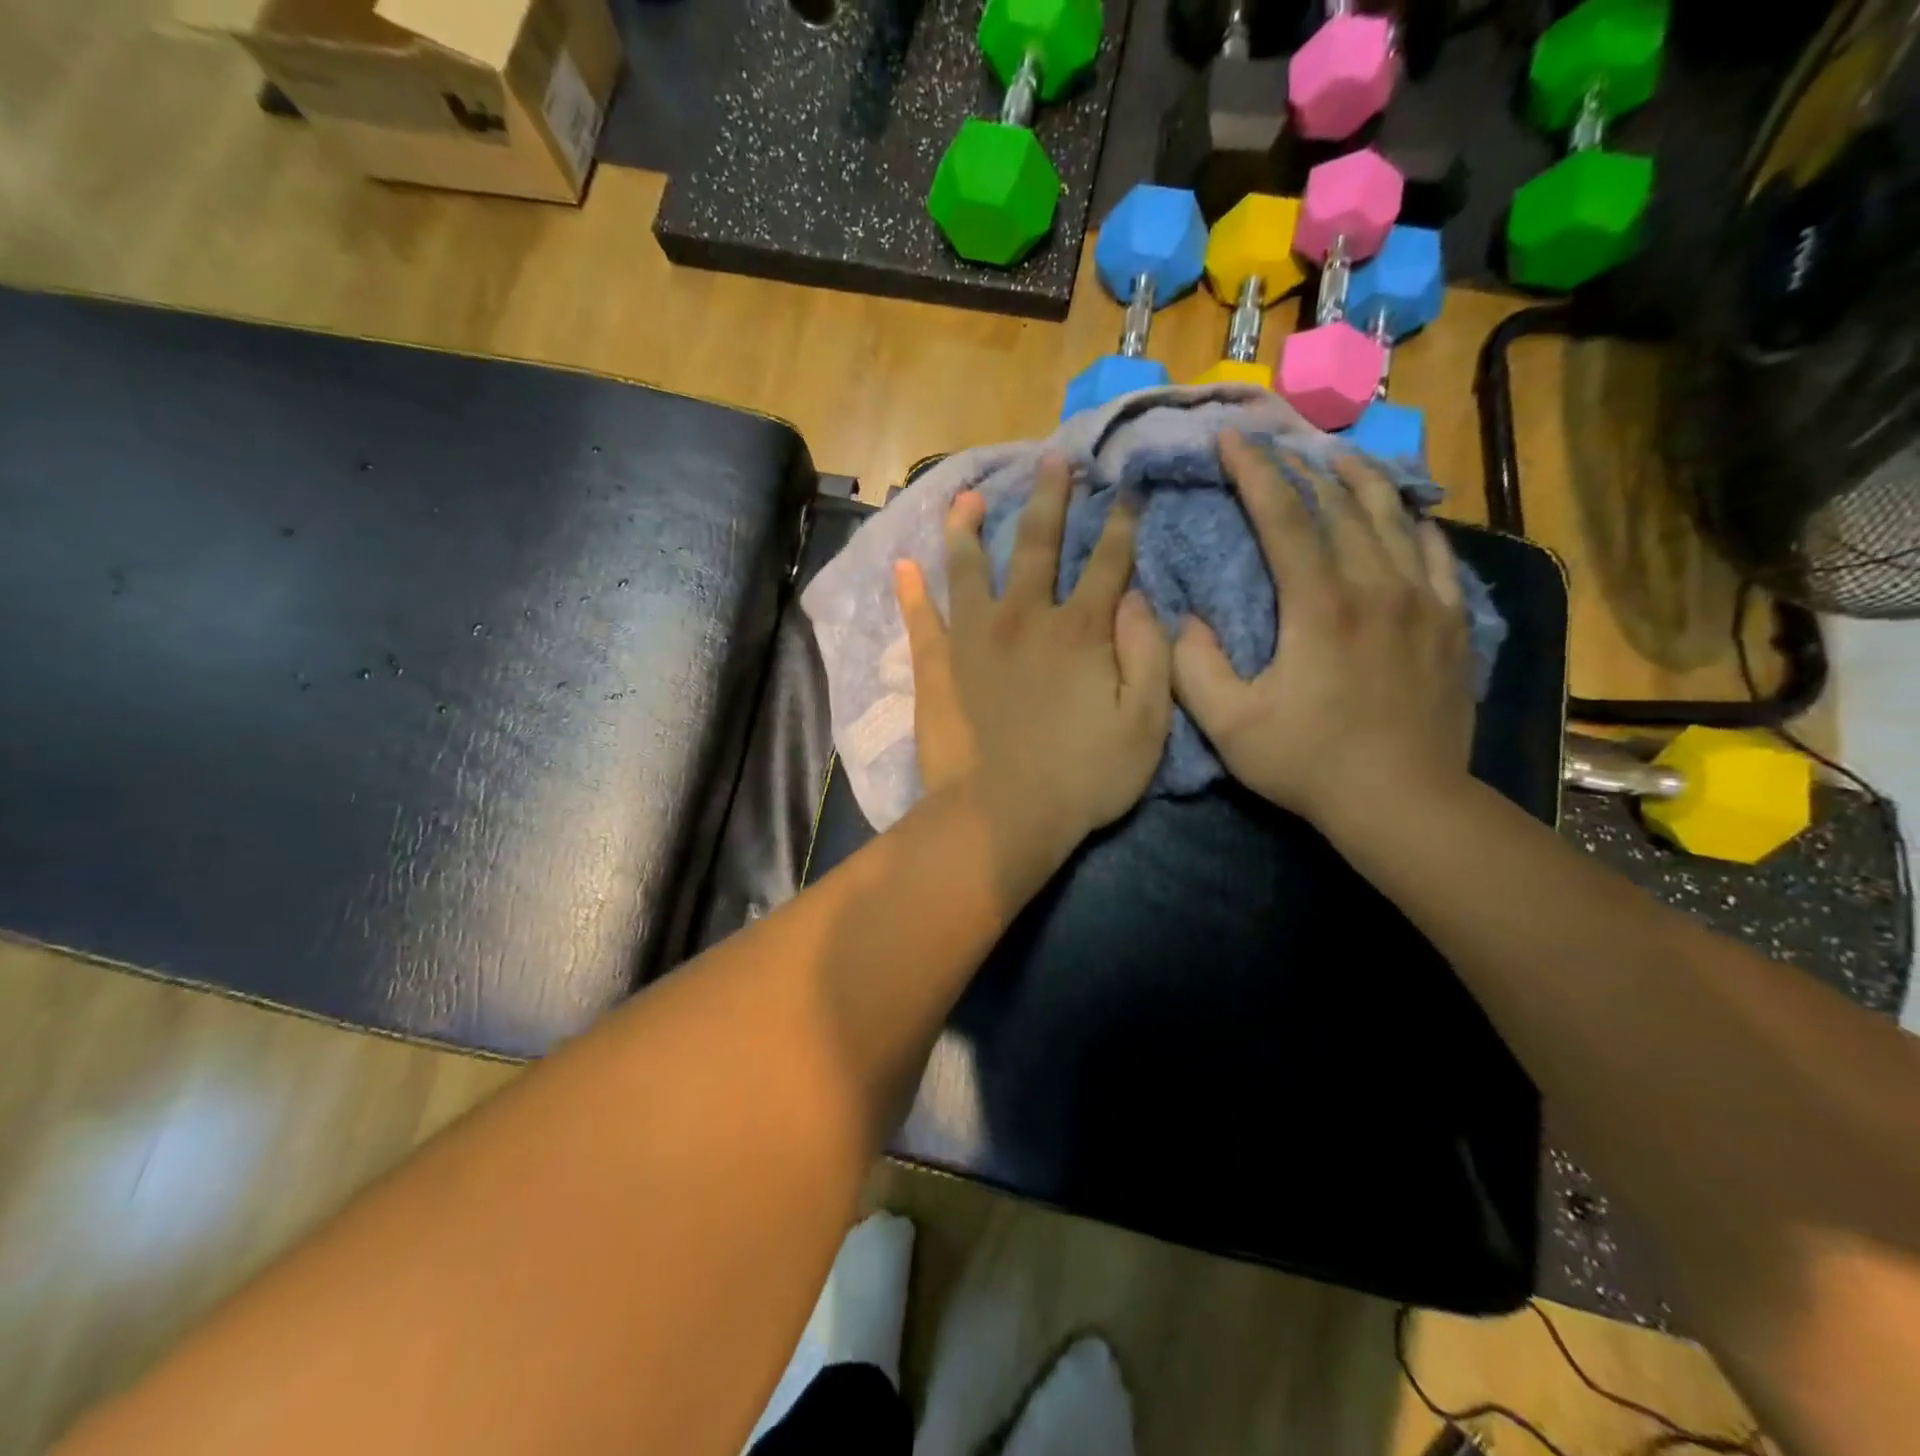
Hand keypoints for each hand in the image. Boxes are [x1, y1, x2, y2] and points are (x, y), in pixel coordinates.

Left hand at [894, 455, 1171, 882]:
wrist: (1001, 817)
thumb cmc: (1082, 778)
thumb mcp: (1145, 725)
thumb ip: (1149, 656)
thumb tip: (1140, 599)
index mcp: (1080, 630)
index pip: (1109, 562)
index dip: (1122, 525)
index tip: (1126, 491)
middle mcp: (1025, 618)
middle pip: (1039, 544)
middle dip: (1051, 499)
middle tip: (1053, 461)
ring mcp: (974, 639)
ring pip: (970, 567)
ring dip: (970, 528)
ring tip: (967, 497)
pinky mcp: (938, 667)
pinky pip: (921, 619)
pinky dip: (911, 591)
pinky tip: (903, 565)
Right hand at [1171, 432, 1475, 835]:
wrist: (1405, 802)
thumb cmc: (1310, 763)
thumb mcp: (1229, 725)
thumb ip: (1194, 667)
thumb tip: (1185, 619)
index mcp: (1319, 605)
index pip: (1283, 517)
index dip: (1254, 472)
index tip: (1232, 439)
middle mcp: (1376, 587)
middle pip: (1342, 504)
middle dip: (1306, 467)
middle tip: (1281, 444)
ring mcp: (1423, 601)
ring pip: (1395, 519)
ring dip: (1362, 482)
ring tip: (1341, 457)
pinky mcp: (1451, 623)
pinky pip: (1437, 554)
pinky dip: (1414, 525)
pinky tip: (1405, 516)